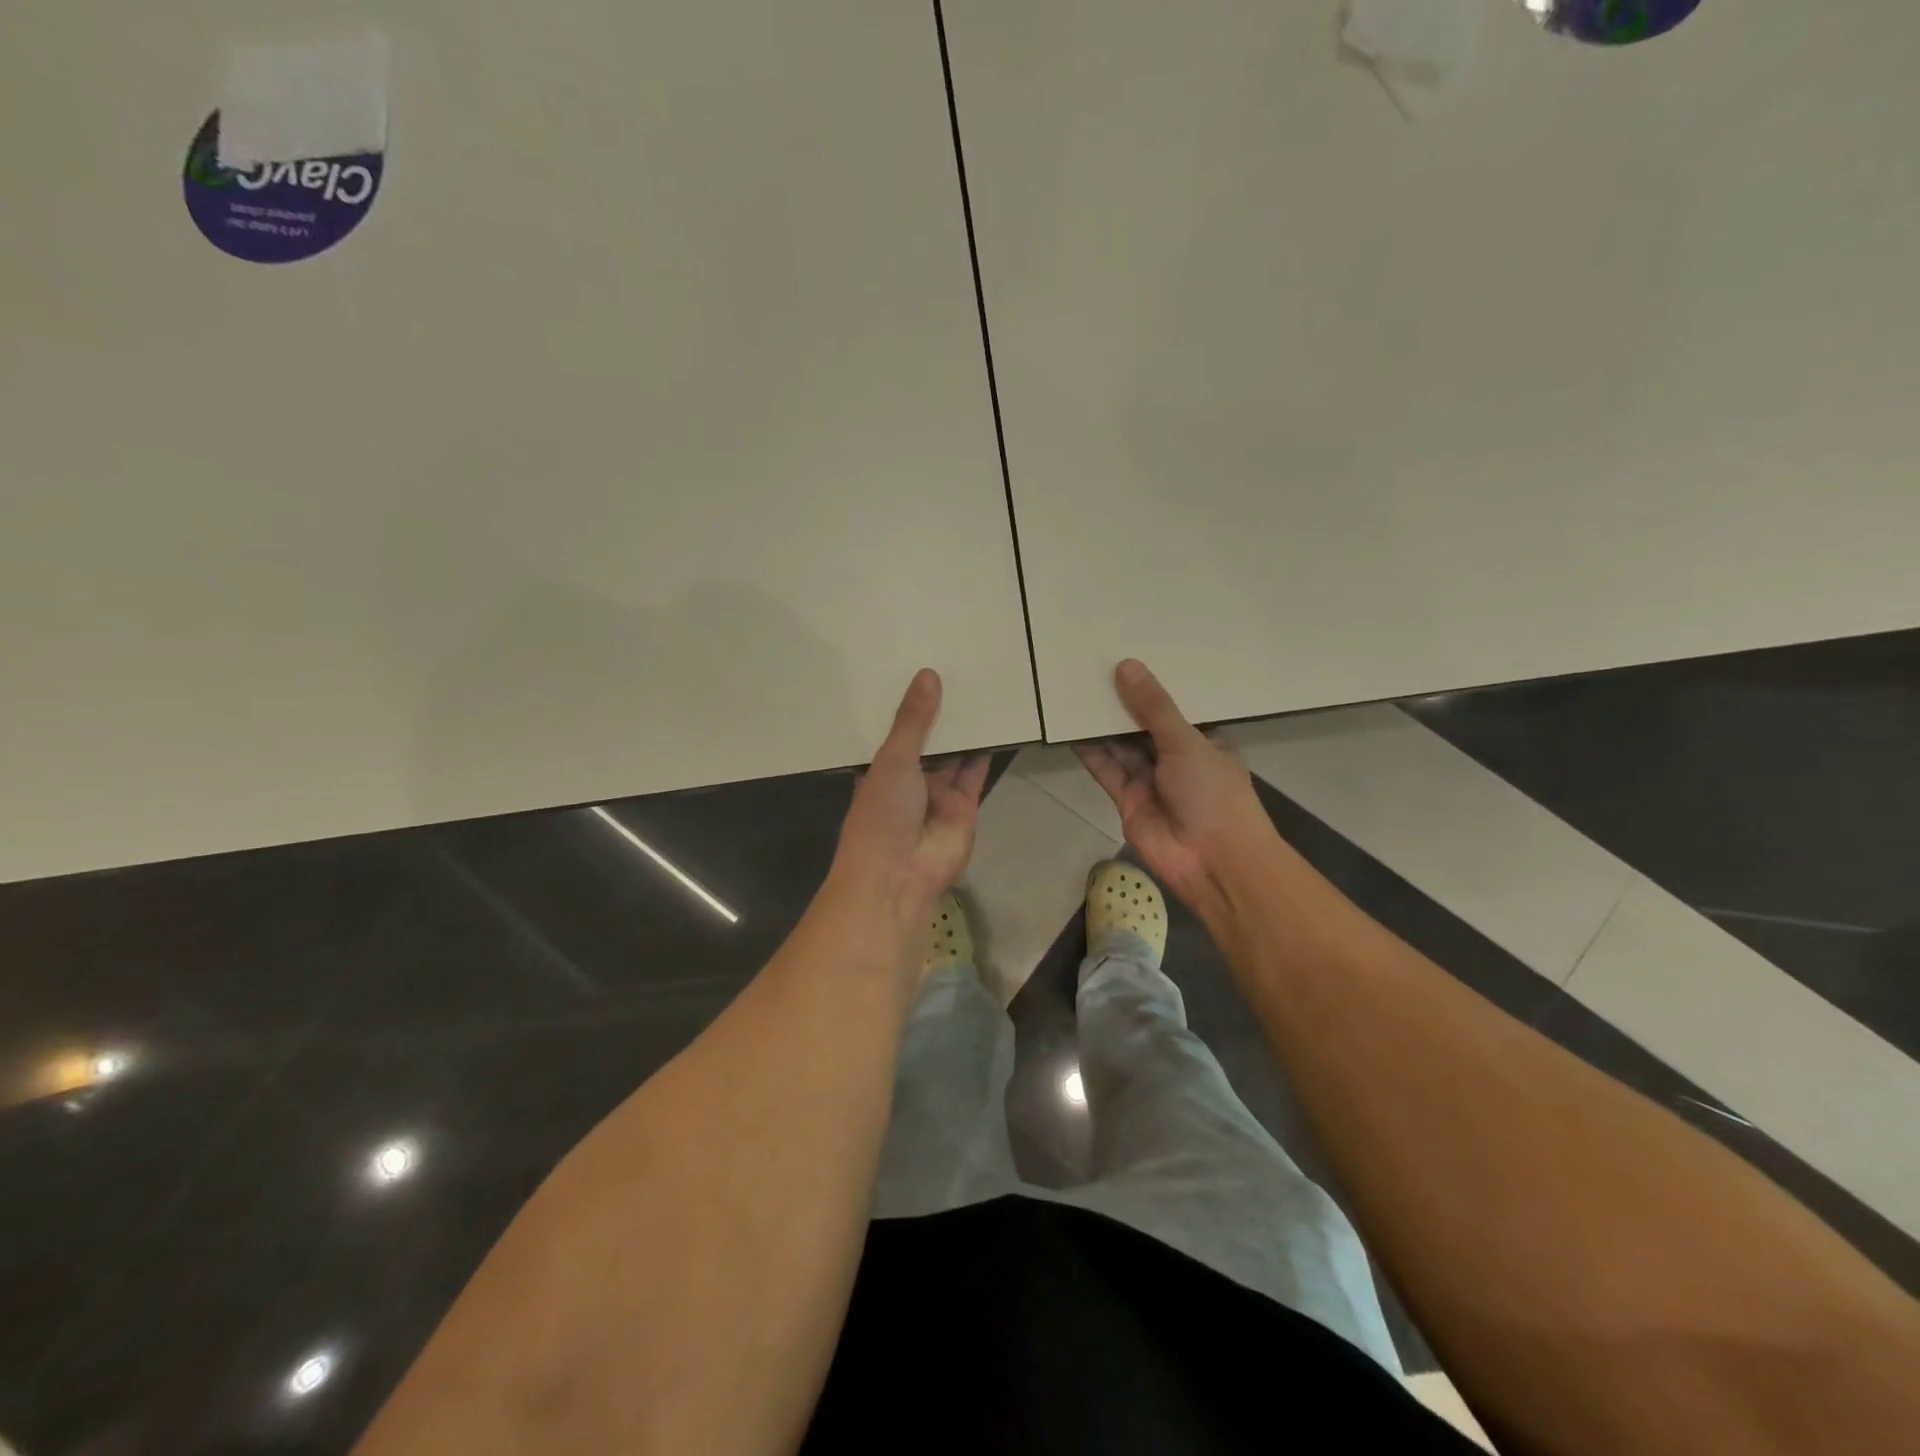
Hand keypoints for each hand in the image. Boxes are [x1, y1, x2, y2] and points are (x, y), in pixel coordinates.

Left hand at [831, 669, 988, 929]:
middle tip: (959, 668)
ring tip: (981, 687)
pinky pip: (976, 771)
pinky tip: (997, 721)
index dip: (908, 705)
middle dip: (942, 713)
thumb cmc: (881, 813)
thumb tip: (928, 675)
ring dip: (966, 728)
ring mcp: (938, 793)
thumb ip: (913, 721)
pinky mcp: (965, 805)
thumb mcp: (893, 759)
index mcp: (880, 768)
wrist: (899, 875)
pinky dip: (986, 750)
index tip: (921, 667)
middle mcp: (909, 778)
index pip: (895, 730)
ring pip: (955, 754)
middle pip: (929, 740)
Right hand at [1075, 660, 1277, 916]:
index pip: (1173, 707)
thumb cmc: (1213, 794)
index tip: (1124, 657)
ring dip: (1100, 724)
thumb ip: (1153, 707)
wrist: (1213, 862)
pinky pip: (1106, 769)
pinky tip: (1070, 728)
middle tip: (1089, 669)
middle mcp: (1175, 757)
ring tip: (1073, 692)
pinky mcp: (1127, 799)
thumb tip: (1125, 666)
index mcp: (1202, 739)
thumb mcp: (1187, 742)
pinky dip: (1090, 751)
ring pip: (1120, 745)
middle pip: (1141, 725)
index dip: (1149, 686)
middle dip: (1119, 703)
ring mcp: (1150, 779)